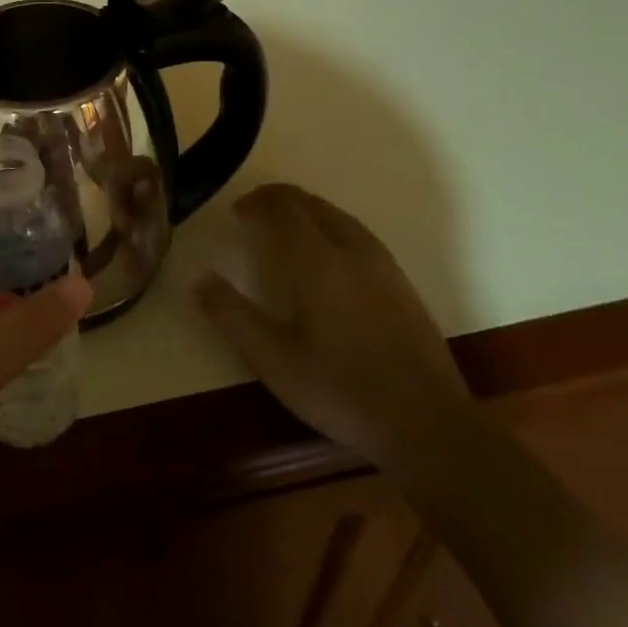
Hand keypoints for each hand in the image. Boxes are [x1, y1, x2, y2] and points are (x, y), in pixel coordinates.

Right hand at [196, 184, 479, 475]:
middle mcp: (352, 252)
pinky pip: (359, 234)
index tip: (236, 211)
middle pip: (314, 206)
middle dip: (281, 200)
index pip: (285, 210)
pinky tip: (330, 251)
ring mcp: (383, 267)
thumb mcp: (273, 360)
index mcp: (319, 262)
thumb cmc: (341, 391)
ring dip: (309, 209)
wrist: (428, 426)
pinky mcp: (403, 285)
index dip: (258, 203)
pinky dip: (333, 225)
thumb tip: (199, 278)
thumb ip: (232, 315)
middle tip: (255, 210)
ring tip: (287, 222)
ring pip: (340, 217)